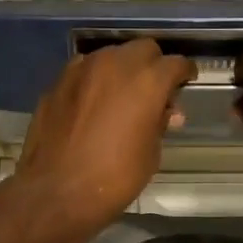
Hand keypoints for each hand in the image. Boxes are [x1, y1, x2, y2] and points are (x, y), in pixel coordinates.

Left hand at [12, 40, 195, 234]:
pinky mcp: (57, 83)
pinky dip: (95, 80)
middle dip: (153, 65)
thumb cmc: (114, 179)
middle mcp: (115, 64)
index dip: (184, 73)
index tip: (185, 83)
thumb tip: (167, 112)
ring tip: (122, 95)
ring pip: (111, 55)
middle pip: (143, 49)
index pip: (176, 63)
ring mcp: (81, 70)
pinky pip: (84, 71)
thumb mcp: (150, 154)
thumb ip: (160, 124)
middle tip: (154, 90)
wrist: (56, 192)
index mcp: (147, 81)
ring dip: (122, 69)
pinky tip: (93, 102)